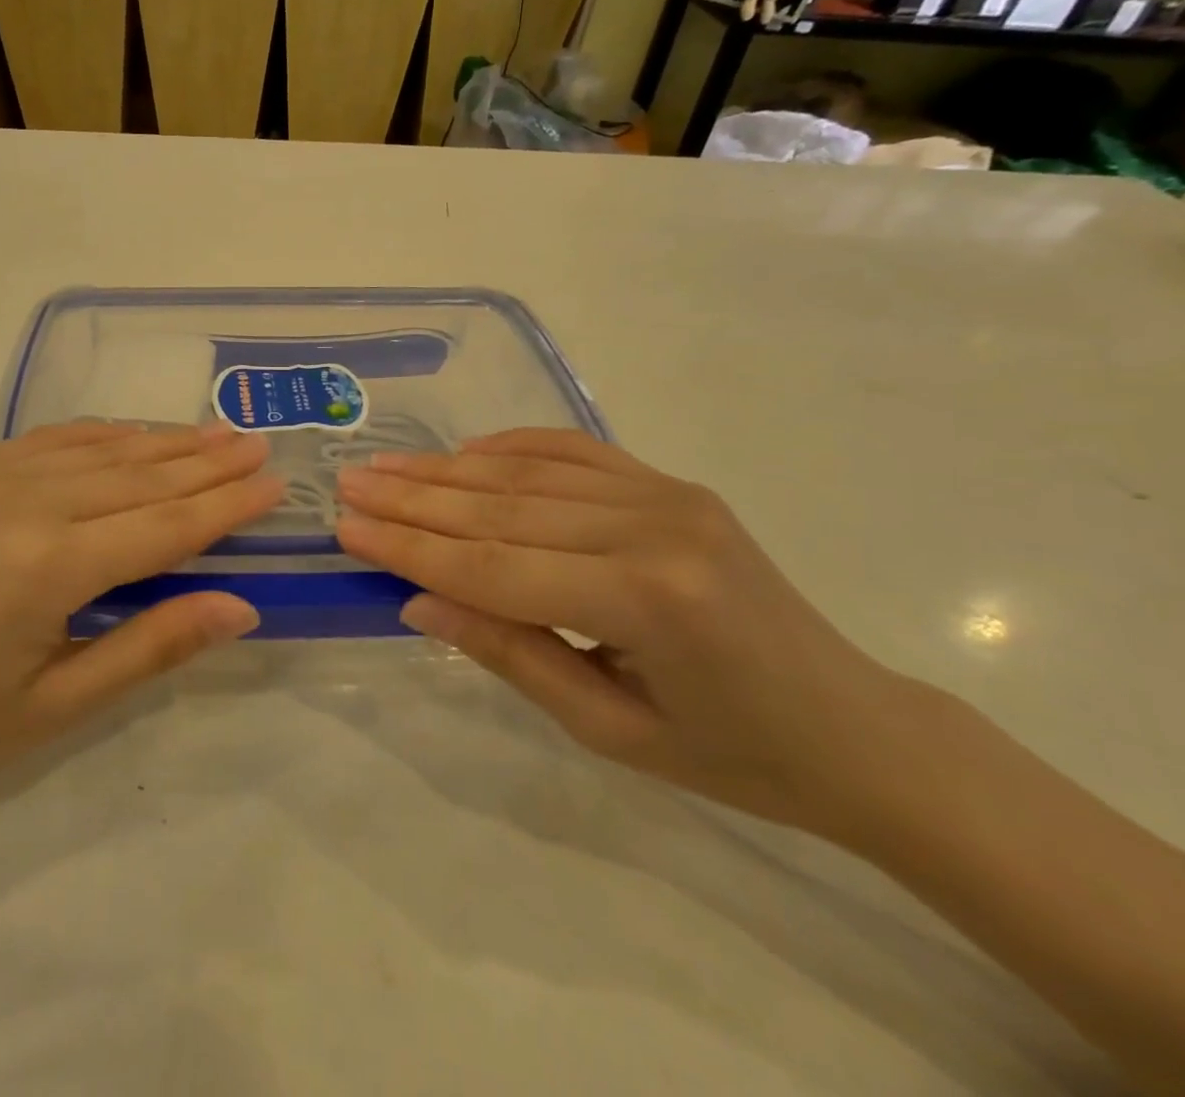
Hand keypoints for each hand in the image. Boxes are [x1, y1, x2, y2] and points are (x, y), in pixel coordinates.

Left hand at [0, 422, 283, 832]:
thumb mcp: (56, 707)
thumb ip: (152, 647)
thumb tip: (240, 606)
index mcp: (44, 569)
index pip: (163, 526)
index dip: (225, 506)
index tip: (274, 483)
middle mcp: (18, 505)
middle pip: (137, 476)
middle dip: (206, 461)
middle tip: (257, 444)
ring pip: (97, 450)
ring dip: (161, 441)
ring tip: (214, 434)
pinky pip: (46, 441)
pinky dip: (100, 436)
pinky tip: (132, 434)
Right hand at [335, 429, 907, 835]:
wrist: (854, 727)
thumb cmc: (731, 754)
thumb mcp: (608, 729)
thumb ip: (510, 653)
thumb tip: (418, 600)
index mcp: (645, 599)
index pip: (493, 565)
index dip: (410, 547)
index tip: (346, 527)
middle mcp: (653, 526)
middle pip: (501, 507)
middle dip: (413, 497)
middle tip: (349, 483)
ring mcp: (666, 494)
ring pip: (528, 471)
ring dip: (447, 468)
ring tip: (385, 465)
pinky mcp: (671, 483)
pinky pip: (573, 451)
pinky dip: (510, 446)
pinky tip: (464, 451)